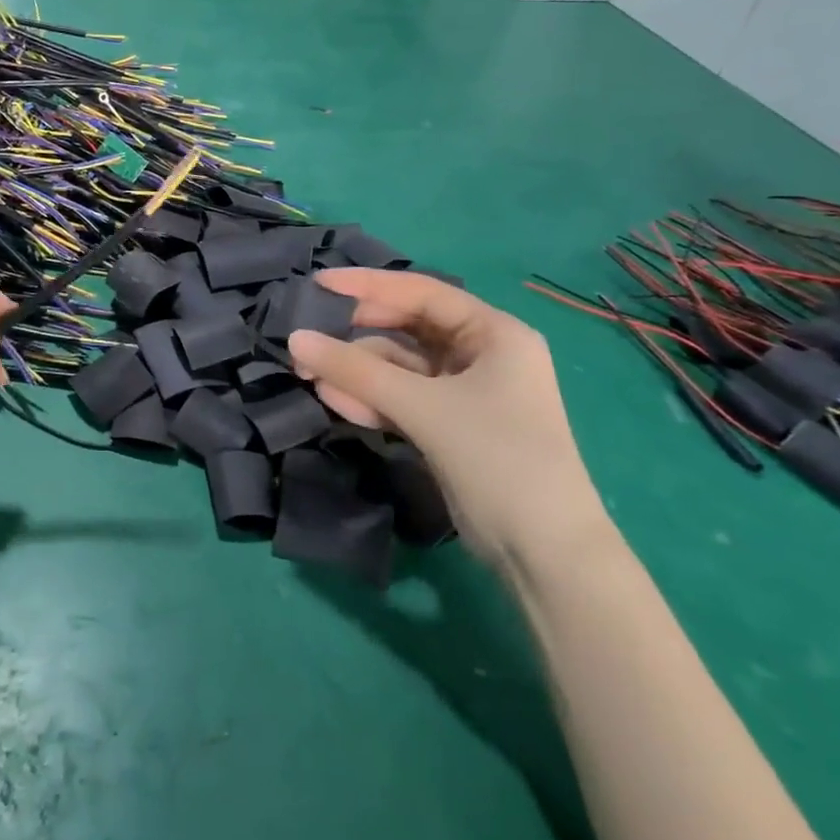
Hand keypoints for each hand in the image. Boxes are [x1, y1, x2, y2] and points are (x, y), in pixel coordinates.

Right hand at [288, 270, 611, 575]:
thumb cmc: (497, 458)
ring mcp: (464, 392)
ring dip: (356, 373)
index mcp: (494, 332)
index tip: (318, 284)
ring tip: (307, 376)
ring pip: (398, 368)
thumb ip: (355, 370)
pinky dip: (370, 399)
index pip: (421, 292)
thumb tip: (294, 339)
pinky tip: (333, 402)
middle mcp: (481, 354)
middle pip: (405, 330)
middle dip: (354, 338)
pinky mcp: (448, 425)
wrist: (545, 555)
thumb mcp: (423, 407)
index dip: (366, 286)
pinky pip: (401, 399)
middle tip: (306, 342)